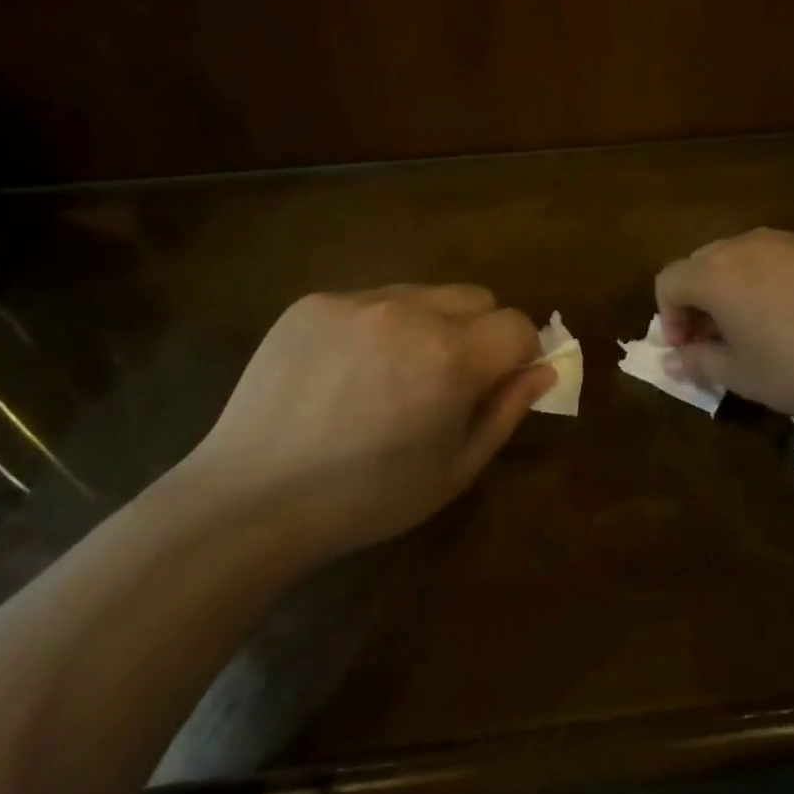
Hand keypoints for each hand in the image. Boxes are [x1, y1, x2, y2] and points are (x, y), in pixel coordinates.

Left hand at [183, 285, 549, 559]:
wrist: (250, 498)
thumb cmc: (365, 499)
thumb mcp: (454, 470)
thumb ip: (507, 411)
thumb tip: (543, 369)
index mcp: (450, 357)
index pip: (517, 324)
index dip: (518, 354)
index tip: (498, 382)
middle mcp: (409, 312)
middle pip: (476, 297)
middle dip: (479, 332)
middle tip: (446, 380)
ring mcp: (356, 300)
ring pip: (423, 294)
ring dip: (428, 325)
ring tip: (390, 376)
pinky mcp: (314, 302)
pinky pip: (370, 300)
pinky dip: (377, 326)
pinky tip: (346, 371)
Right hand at [655, 229, 793, 428]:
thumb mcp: (745, 378)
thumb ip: (699, 363)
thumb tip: (673, 359)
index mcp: (717, 274)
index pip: (669, 281)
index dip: (669, 316)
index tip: (689, 348)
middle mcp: (749, 244)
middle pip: (704, 262)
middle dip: (701, 298)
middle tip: (720, 338)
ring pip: (748, 254)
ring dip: (740, 285)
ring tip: (765, 323)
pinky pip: (790, 255)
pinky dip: (782, 277)